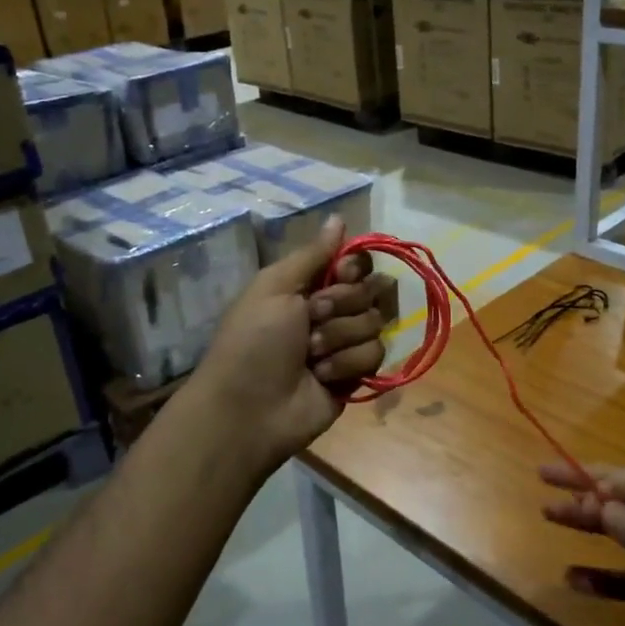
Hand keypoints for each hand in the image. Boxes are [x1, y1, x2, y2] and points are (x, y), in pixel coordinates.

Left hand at [190, 215, 386, 475]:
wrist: (249, 408)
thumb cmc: (253, 340)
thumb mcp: (274, 286)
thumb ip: (313, 254)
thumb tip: (339, 217)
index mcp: (308, 285)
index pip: (355, 263)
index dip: (353, 268)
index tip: (339, 274)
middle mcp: (332, 311)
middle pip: (372, 289)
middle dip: (342, 304)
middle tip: (311, 319)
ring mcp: (345, 344)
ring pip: (375, 322)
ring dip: (340, 336)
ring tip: (310, 355)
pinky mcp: (356, 375)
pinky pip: (376, 354)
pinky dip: (347, 363)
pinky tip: (322, 376)